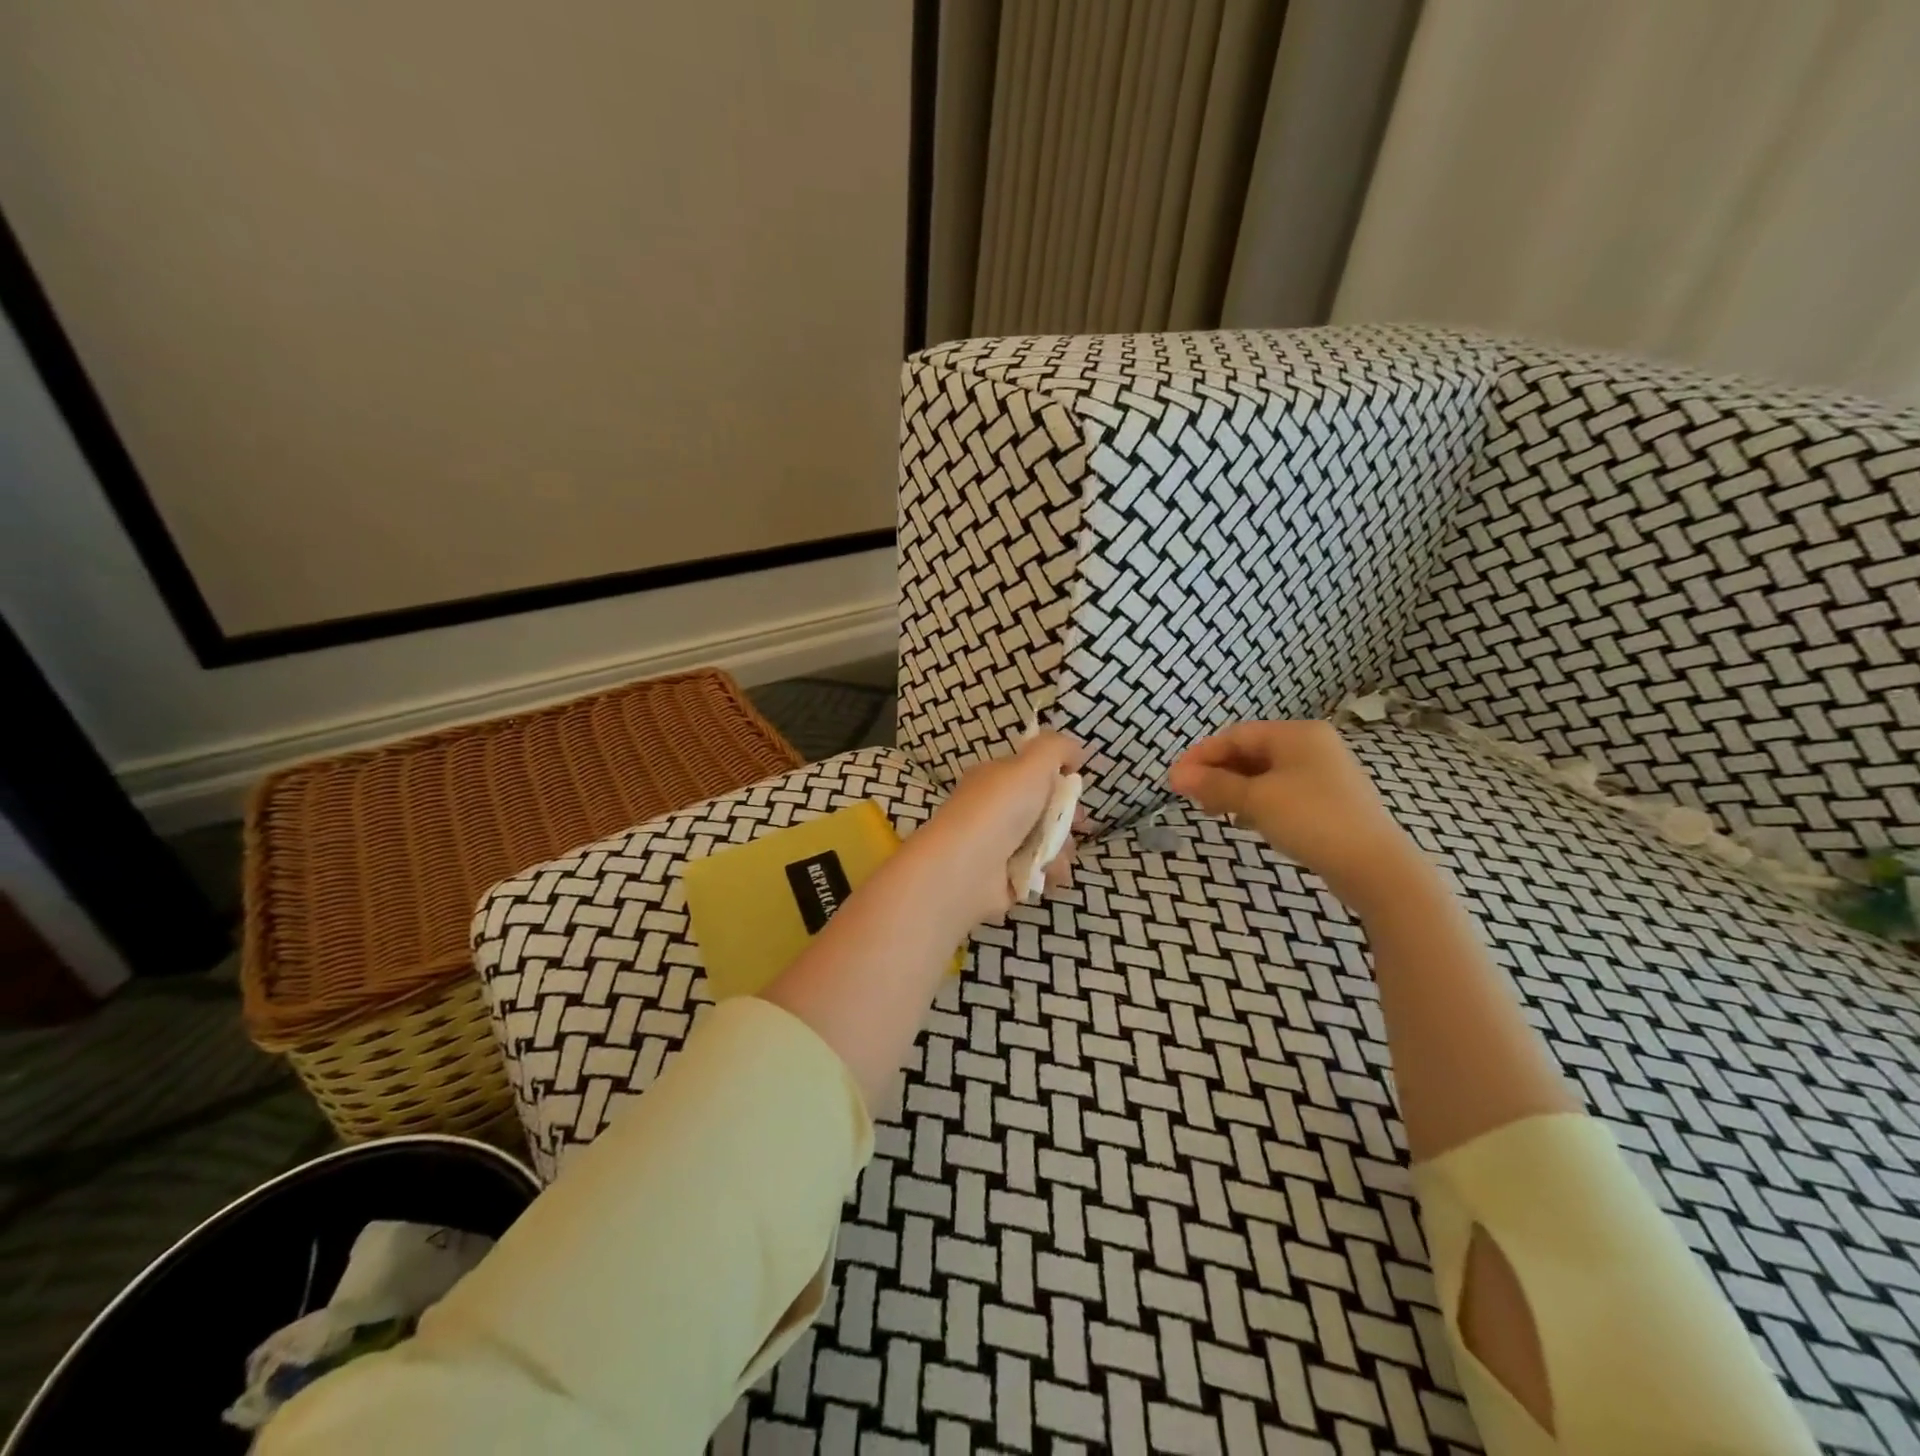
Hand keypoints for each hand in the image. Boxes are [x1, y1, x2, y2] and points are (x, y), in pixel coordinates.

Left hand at [905, 730, 1085, 928]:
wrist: (967, 868)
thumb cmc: (999, 809)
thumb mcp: (1031, 763)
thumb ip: (1056, 748)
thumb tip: (1075, 753)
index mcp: (995, 779)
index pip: (1032, 774)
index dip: (1058, 780)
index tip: (1074, 788)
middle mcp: (996, 810)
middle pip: (1045, 810)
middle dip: (1066, 818)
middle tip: (1075, 823)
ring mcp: (1000, 846)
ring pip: (1048, 842)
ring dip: (1062, 848)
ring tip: (1055, 855)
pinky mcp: (1007, 878)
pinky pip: (1041, 871)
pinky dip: (1050, 872)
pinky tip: (1048, 874)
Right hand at [1168, 721, 1428, 912]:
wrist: (1373, 866)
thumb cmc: (1311, 819)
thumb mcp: (1256, 800)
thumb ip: (1214, 785)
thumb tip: (1176, 776)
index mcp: (1296, 734)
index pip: (1236, 735)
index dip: (1201, 755)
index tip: (1175, 779)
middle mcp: (1311, 746)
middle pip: (1250, 753)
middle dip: (1217, 774)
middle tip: (1192, 798)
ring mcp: (1323, 774)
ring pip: (1264, 775)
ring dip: (1234, 790)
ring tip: (1214, 812)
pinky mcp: (1328, 801)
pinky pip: (1281, 793)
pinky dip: (1257, 803)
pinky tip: (1244, 822)